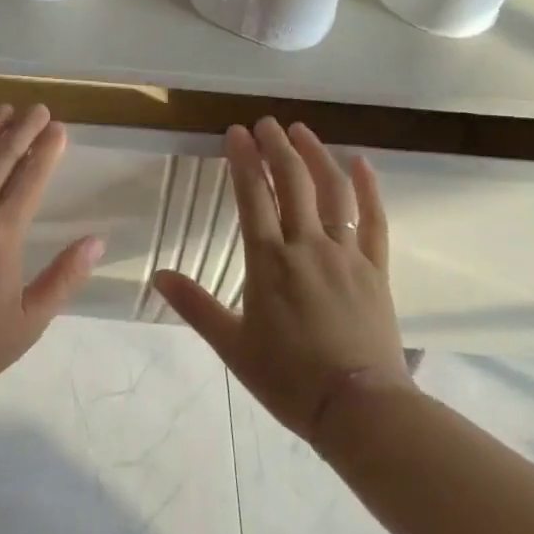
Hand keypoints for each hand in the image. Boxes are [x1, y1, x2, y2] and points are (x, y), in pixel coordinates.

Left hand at [0, 104, 103, 413]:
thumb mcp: (28, 323)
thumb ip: (64, 278)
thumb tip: (96, 241)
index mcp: (2, 234)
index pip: (30, 178)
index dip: (47, 150)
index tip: (59, 128)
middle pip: (1, 157)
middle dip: (23, 128)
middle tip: (39, 108)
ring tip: (5, 108)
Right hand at [154, 119, 414, 441]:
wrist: (361, 411)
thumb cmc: (290, 379)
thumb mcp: (233, 345)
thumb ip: (195, 306)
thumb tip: (158, 275)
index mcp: (269, 261)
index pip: (253, 195)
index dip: (243, 159)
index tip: (235, 132)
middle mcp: (307, 246)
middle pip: (292, 182)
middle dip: (277, 146)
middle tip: (266, 123)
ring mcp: (345, 254)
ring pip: (332, 192)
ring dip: (316, 155)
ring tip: (302, 130)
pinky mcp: (375, 269)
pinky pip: (375, 220)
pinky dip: (369, 189)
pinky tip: (363, 162)